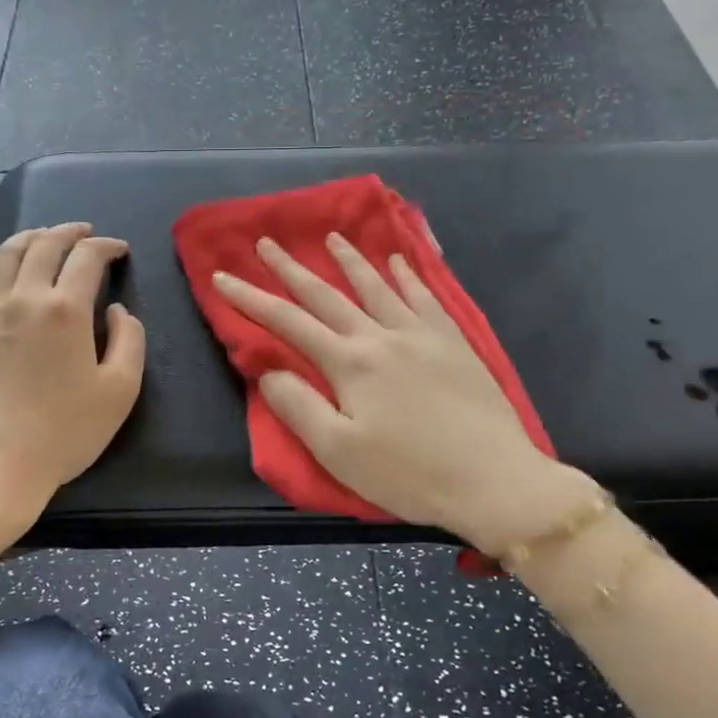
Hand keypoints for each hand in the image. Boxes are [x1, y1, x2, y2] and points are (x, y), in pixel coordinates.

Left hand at [0, 223, 145, 550]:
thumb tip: (116, 310)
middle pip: (44, 244)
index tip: (119, 250)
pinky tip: (2, 273)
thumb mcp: (121, 390)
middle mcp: (25, 298)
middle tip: (85, 232)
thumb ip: (130, 340)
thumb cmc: (66, 432)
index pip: (87, 257)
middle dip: (69, 231)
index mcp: (66, 309)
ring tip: (45, 237)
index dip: (107, 246)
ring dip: (30, 238)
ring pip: (6, 255)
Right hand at [213, 234, 597, 554]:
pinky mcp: (454, 344)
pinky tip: (399, 262)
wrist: (494, 480)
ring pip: (377, 287)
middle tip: (267, 242)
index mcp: (349, 363)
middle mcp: (381, 337)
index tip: (222, 276)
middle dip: (292, 269)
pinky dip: (407, 276)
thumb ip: (298, 406)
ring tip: (332, 238)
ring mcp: (422, 336)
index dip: (250, 299)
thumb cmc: (409, 473)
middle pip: (327, 295)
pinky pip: (425, 298)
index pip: (288, 322)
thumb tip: (266, 370)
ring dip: (350, 261)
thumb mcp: (339, 452)